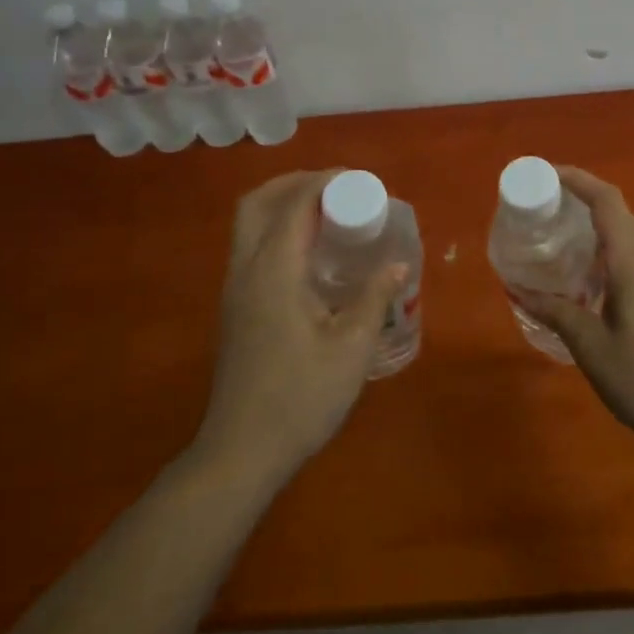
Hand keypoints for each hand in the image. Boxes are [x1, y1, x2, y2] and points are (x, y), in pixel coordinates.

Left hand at [192, 171, 405, 484]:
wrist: (240, 454)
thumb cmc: (300, 398)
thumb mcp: (351, 348)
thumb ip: (375, 297)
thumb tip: (398, 263)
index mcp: (274, 271)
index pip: (294, 204)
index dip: (325, 181)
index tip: (360, 179)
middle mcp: (246, 270)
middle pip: (257, 202)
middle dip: (296, 183)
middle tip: (337, 189)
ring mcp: (235, 289)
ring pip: (249, 224)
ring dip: (284, 205)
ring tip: (328, 213)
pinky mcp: (235, 308)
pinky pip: (252, 246)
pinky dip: (278, 230)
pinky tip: (312, 254)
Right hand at [533, 167, 633, 455]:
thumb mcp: (592, 349)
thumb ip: (556, 312)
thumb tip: (518, 289)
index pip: (606, 200)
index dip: (577, 180)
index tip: (547, 174)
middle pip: (619, 215)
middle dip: (583, 207)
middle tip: (547, 218)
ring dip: (601, 235)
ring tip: (567, 253)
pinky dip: (618, 256)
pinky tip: (601, 287)